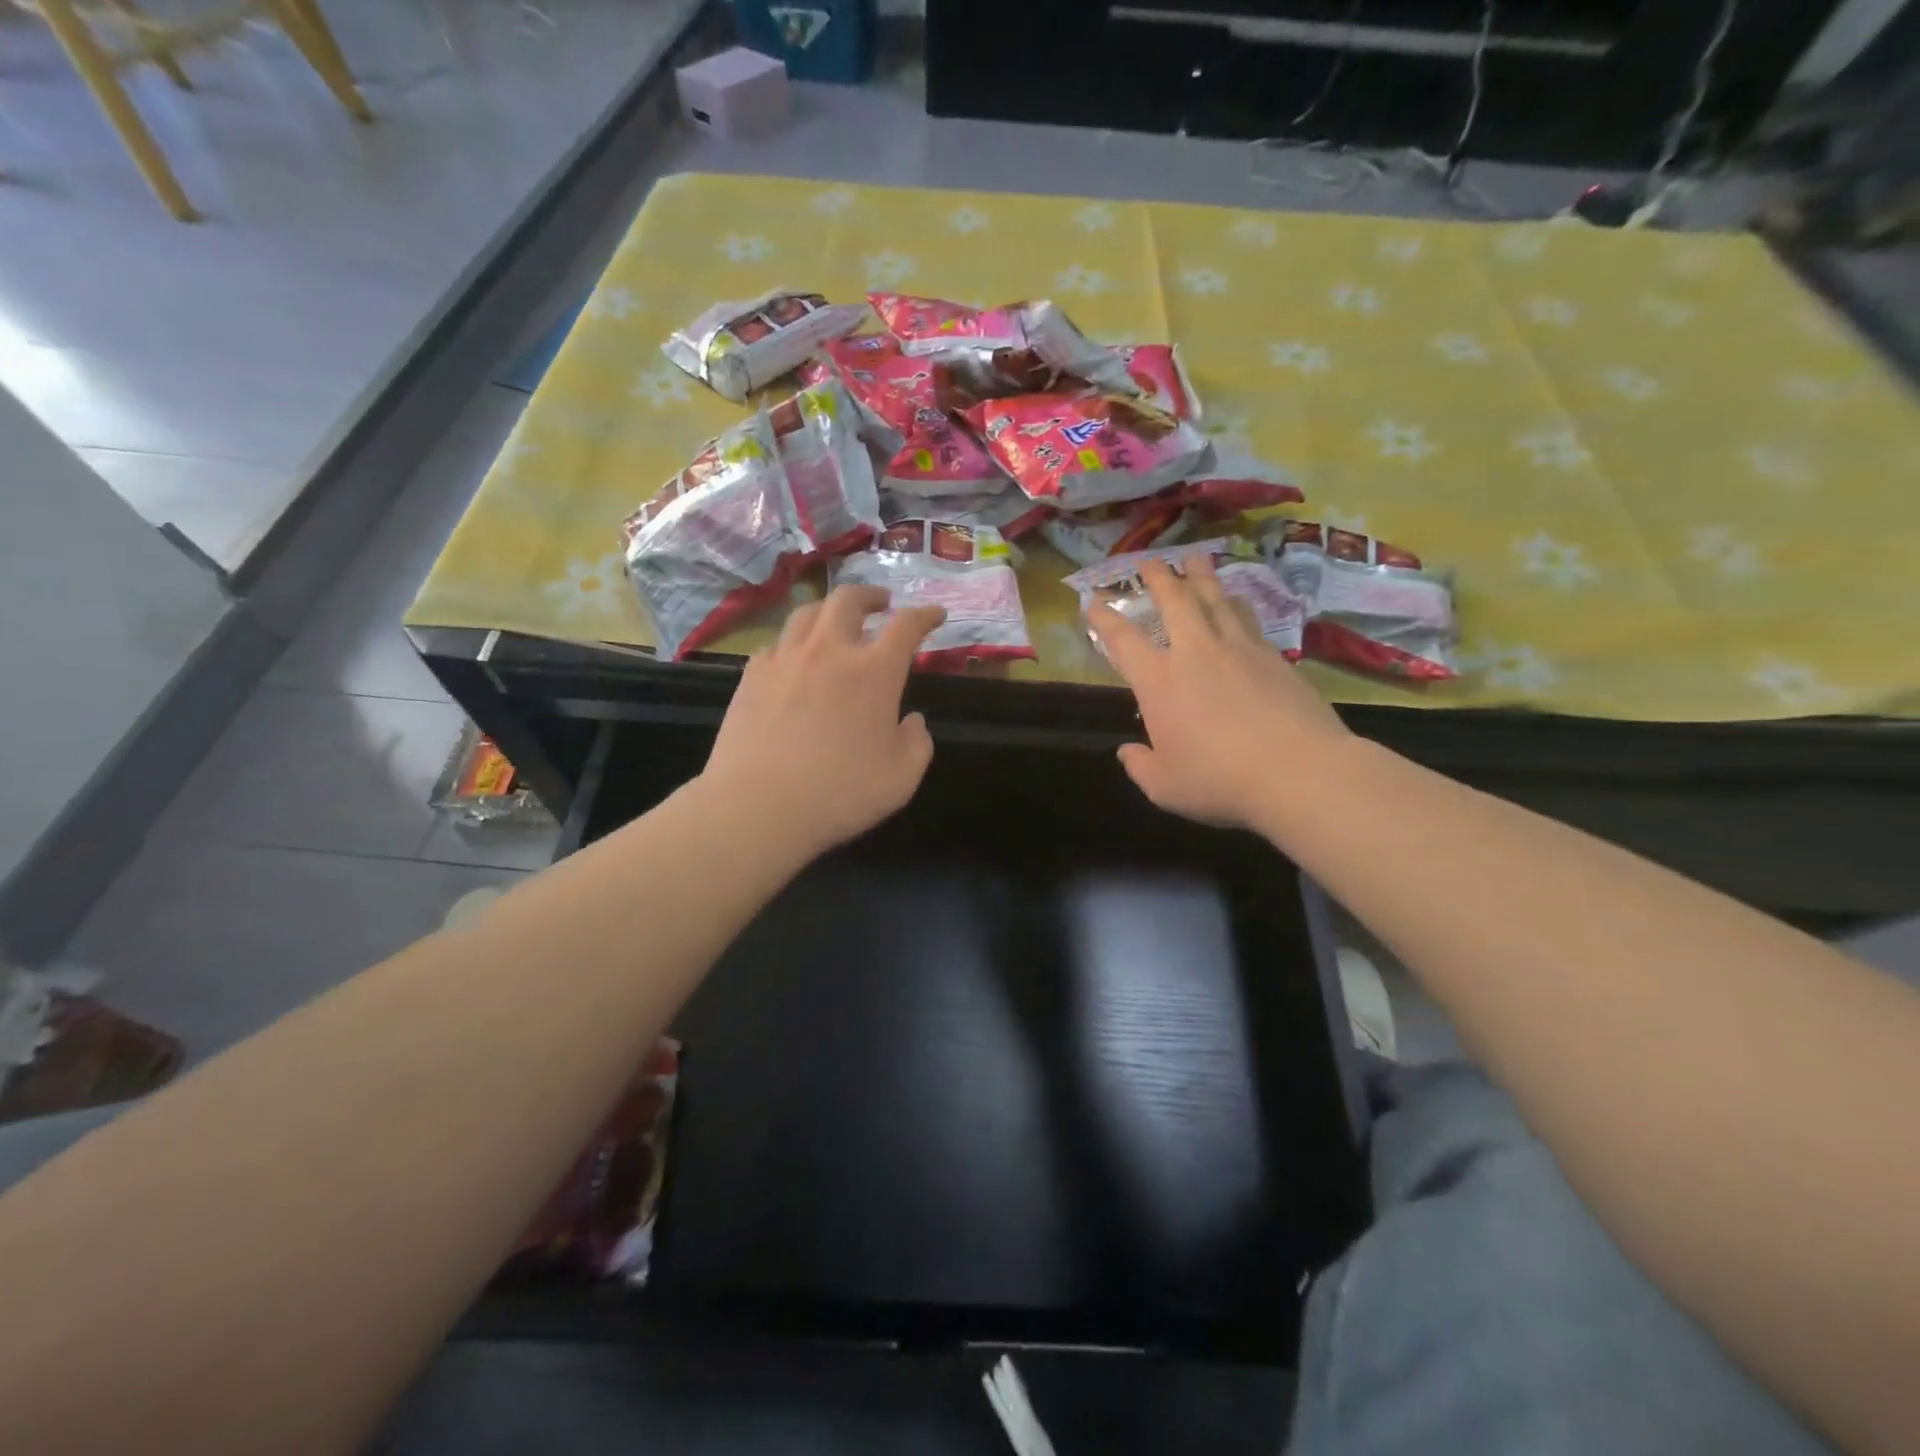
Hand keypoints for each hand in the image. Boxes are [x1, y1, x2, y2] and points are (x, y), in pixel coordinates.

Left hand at [700, 585, 945, 856]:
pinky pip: (776, 644)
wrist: (757, 806)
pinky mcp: (751, 676)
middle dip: (870, 595)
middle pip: (849, 599)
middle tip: (881, 604)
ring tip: (836, 623)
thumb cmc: (839, 794)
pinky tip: (794, 661)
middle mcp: (828, 651)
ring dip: (829, 611)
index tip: (935, 614)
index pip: (906, 625)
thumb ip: (917, 743)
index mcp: (874, 671)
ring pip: (807, 612)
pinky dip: (794, 644)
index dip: (925, 614)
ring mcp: (784, 659)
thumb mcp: (902, 778)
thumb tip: (912, 721)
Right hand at [1089, 557, 1350, 831]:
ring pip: (1216, 599)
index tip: (1093, 600)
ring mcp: (1239, 649)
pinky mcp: (1274, 656)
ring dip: (1200, 577)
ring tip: (1195, 560)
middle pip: (1174, 601)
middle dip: (1158, 577)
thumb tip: (1128, 751)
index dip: (1104, 618)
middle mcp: (1196, 653)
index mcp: (1159, 681)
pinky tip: (1237, 600)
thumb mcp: (1164, 787)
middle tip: (1149, 560)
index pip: (1123, 640)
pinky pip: (1248, 617)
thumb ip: (1140, 766)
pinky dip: (1235, 603)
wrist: (1299, 772)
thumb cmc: (1219, 780)